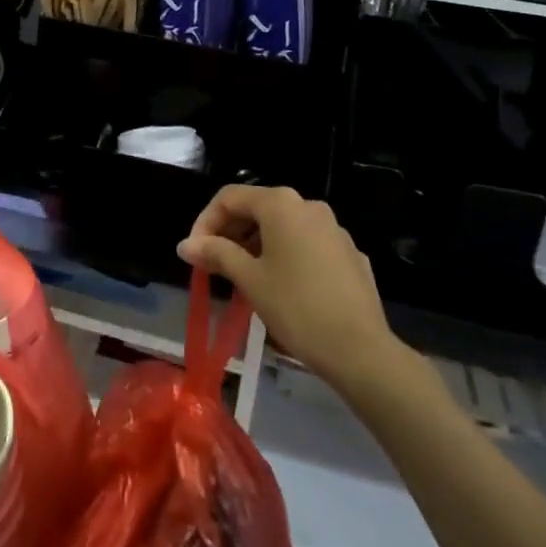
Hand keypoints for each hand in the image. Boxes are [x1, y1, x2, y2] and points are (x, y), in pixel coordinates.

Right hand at [178, 186, 394, 387]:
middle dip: (230, 233)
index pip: (230, 197)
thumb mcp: (250, 279)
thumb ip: (216, 254)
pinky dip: (285, 255)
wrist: (360, 348)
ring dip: (256, 245)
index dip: (205, 221)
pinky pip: (306, 244)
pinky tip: (282, 287)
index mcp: (281, 204)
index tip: (194, 253)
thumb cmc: (296, 308)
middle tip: (214, 266)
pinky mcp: (348, 252)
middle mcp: (308, 205)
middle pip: (257, 208)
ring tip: (244, 278)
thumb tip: (185, 244)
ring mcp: (333, 228)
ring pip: (283, 226)